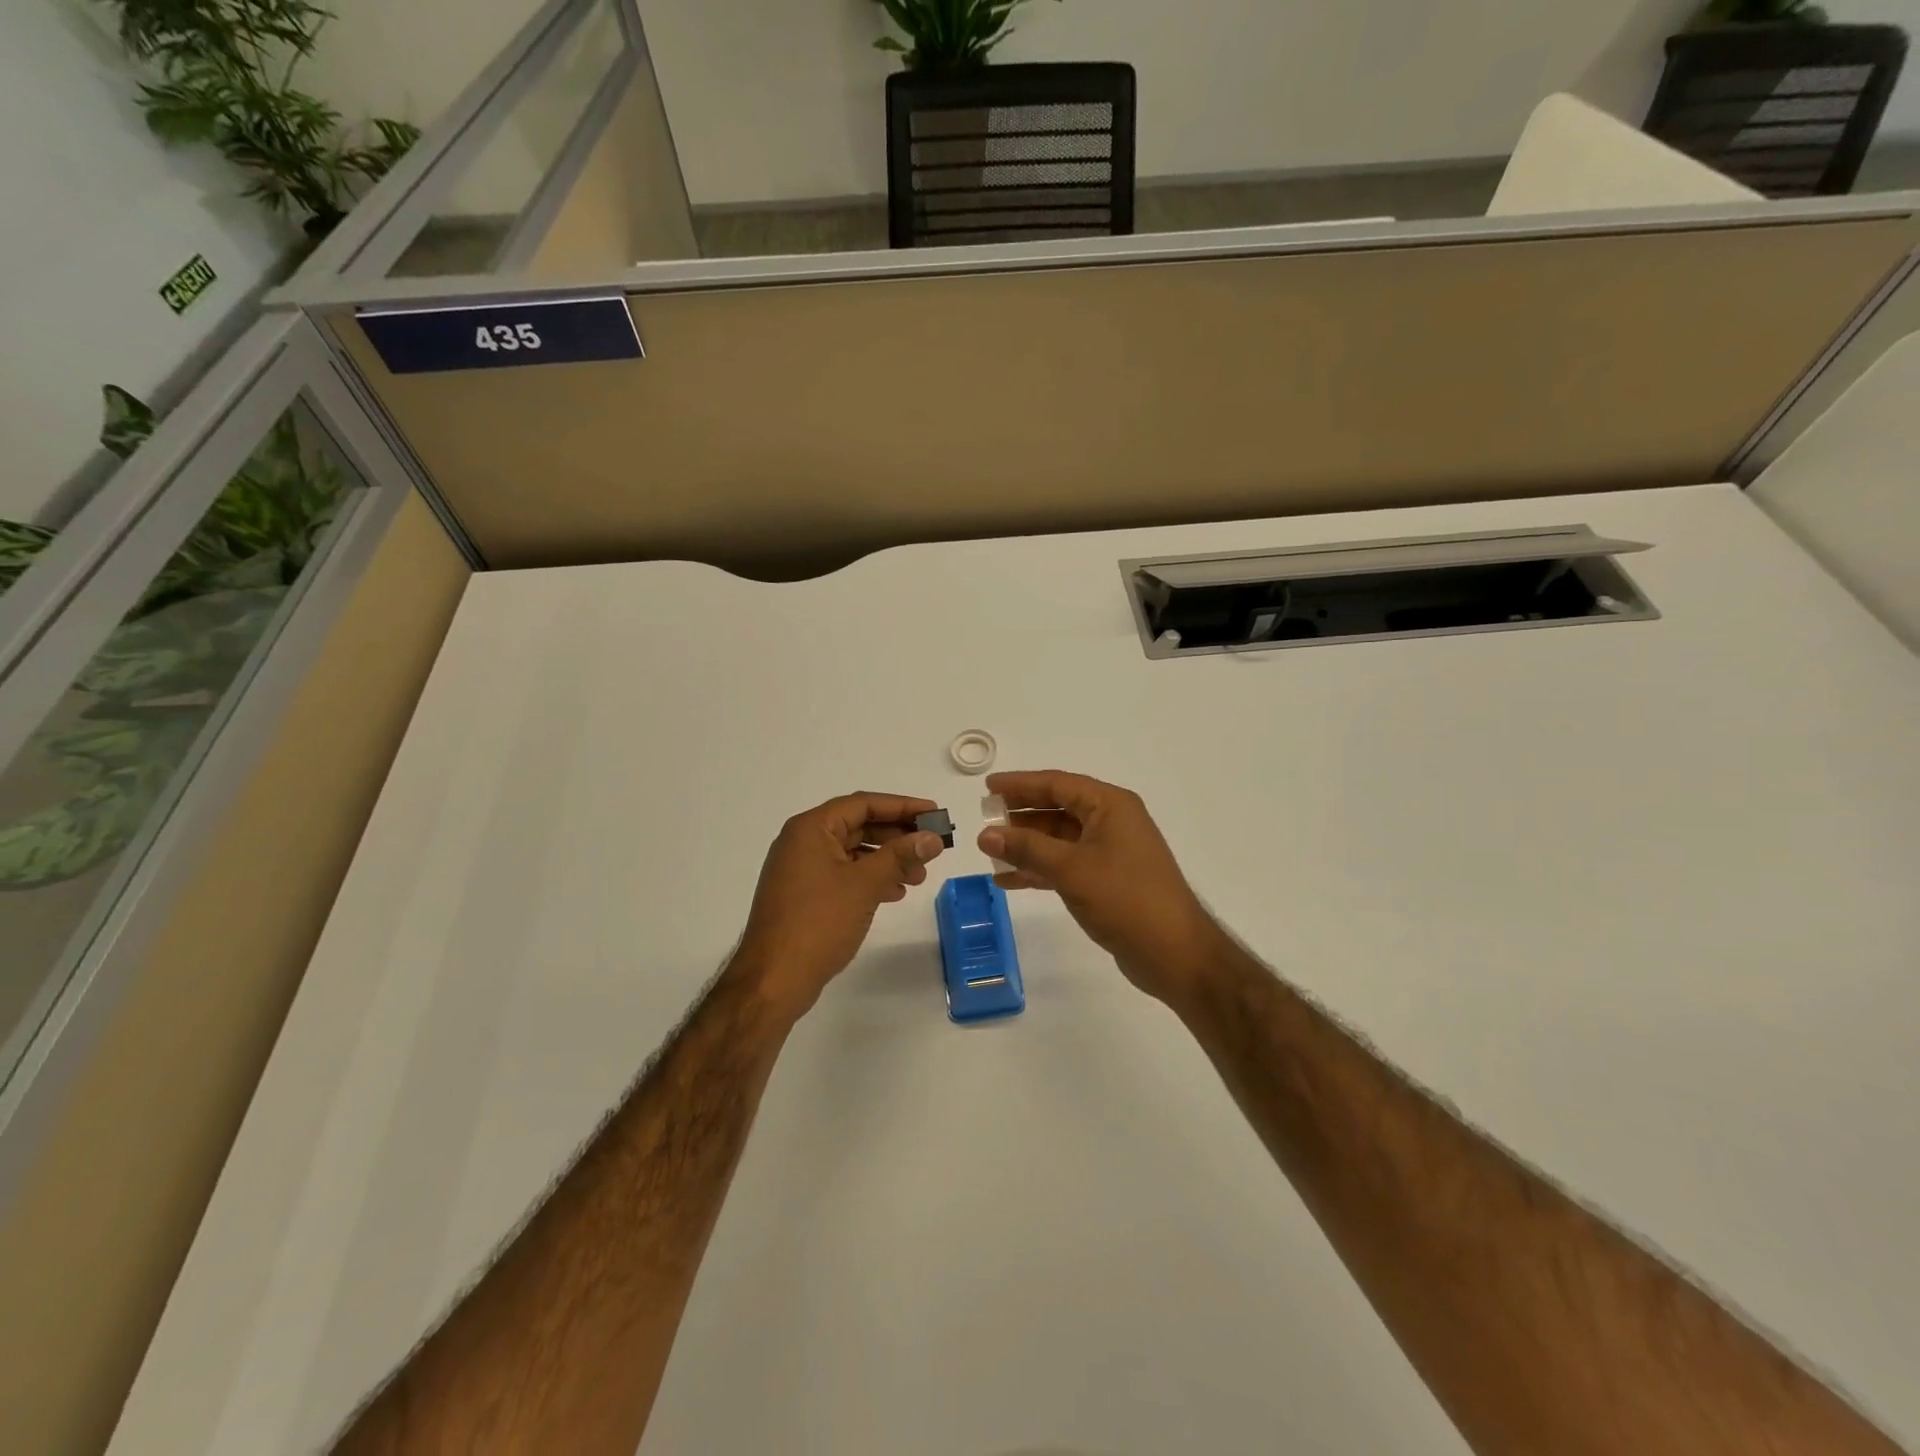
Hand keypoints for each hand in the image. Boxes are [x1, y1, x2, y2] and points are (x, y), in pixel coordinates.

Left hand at [734, 793, 946, 1017]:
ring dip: (887, 860)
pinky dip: (870, 878)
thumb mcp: (864, 884)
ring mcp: (801, 869)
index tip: (934, 813)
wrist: (773, 980)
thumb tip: (933, 837)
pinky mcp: (804, 894)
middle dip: (897, 836)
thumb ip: (900, 856)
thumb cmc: (818, 923)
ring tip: (918, 877)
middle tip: (931, 848)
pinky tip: (894, 893)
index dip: (902, 806)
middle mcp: (803, 841)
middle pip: (859, 825)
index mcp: (811, 828)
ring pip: (853, 852)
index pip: (863, 804)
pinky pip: (844, 874)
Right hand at [979, 771, 1226, 1004]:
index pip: (1057, 784)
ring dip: (1026, 845)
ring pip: (1058, 839)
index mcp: (1109, 806)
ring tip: (989, 852)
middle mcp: (1111, 822)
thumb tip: (985, 834)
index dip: (1020, 784)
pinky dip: (1038, 869)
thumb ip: (1026, 849)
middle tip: (984, 817)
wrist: (1175, 953)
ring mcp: (1110, 852)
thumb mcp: (1071, 869)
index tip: (987, 787)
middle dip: (1020, 814)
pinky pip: (1064, 865)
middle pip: (1057, 808)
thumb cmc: (1125, 899)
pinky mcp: (1107, 881)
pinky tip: (1008, 880)